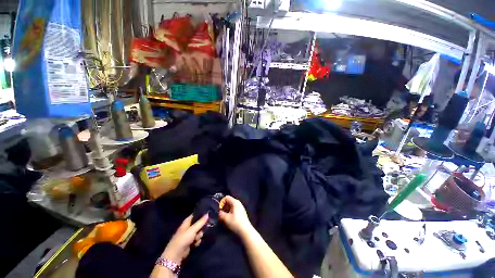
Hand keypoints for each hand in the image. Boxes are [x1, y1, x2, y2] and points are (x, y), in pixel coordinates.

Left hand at [162, 214, 207, 263]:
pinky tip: (196, 243)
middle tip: (203, 229)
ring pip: (199, 232)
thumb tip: (207, 213)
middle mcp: (188, 227)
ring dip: (199, 235)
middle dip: (202, 227)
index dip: (201, 214)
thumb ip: (201, 222)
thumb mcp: (193, 229)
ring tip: (197, 239)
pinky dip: (197, 241)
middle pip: (198, 224)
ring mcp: (189, 235)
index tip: (208, 214)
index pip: (195, 215)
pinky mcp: (190, 242)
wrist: (176, 255)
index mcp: (187, 222)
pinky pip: (197, 239)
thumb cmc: (183, 239)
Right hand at [219, 196, 253, 237]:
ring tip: (224, 217)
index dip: (221, 202)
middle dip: (224, 207)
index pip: (226, 197)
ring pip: (231, 206)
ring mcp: (241, 207)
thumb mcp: (225, 218)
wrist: (245, 231)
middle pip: (229, 201)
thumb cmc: (235, 223)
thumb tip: (219, 212)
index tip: (219, 209)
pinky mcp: (242, 212)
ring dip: (227, 210)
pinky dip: (230, 212)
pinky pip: (234, 209)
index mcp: (235, 202)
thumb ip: (220, 213)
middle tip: (221, 213)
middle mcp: (238, 203)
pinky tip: (229, 219)